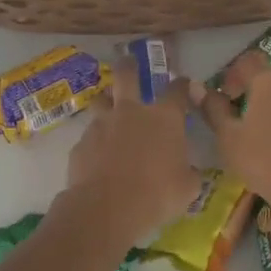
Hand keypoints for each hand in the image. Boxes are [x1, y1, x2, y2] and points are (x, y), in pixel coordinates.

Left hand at [61, 66, 199, 243]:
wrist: (107, 208)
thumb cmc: (157, 195)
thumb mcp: (187, 188)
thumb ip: (189, 173)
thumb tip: (189, 171)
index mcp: (164, 118)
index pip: (177, 91)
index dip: (183, 85)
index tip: (185, 84)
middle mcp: (131, 113)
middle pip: (127, 75)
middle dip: (129, 66)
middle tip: (129, 62)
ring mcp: (102, 125)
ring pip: (101, 101)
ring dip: (106, 102)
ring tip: (108, 108)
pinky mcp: (81, 143)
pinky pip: (89, 136)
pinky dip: (95, 141)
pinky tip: (98, 157)